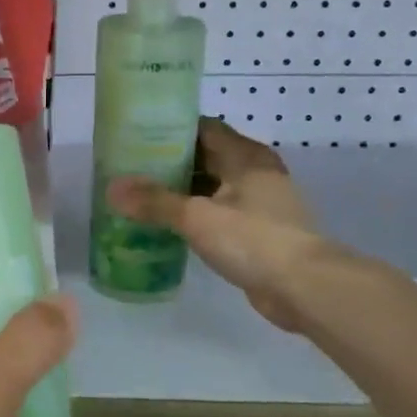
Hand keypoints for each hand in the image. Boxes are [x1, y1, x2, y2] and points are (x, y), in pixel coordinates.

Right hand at [107, 118, 326, 333]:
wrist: (304, 288)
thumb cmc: (253, 239)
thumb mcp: (197, 217)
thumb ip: (154, 202)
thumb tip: (112, 189)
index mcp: (245, 156)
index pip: (203, 128)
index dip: (170, 129)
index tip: (136, 137)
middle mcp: (254, 172)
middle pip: (206, 157)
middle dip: (170, 162)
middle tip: (130, 169)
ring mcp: (259, 202)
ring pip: (212, 187)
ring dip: (181, 191)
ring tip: (140, 196)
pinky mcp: (258, 231)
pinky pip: (219, 213)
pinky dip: (195, 215)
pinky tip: (167, 225)